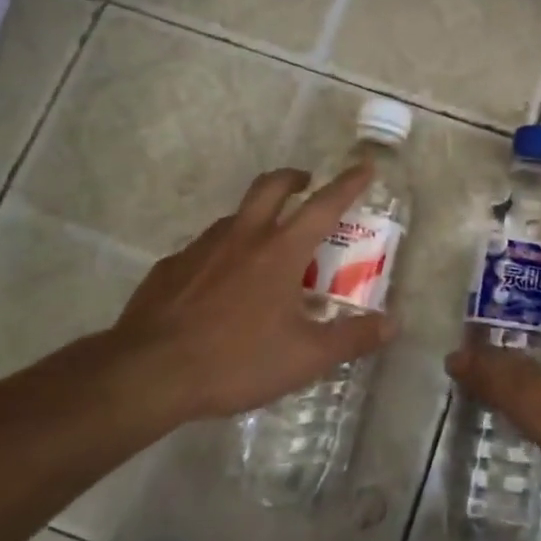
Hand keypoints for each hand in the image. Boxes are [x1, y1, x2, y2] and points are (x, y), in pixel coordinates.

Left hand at [90, 166, 396, 427]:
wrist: (149, 372)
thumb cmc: (236, 360)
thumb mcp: (305, 358)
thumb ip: (352, 339)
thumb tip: (392, 324)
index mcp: (280, 251)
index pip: (324, 206)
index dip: (348, 184)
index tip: (363, 168)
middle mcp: (242, 237)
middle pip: (271, 186)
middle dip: (294, 178)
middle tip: (306, 184)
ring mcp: (201, 248)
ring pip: (236, 216)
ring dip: (257, 216)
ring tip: (265, 244)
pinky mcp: (171, 267)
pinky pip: (204, 249)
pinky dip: (222, 253)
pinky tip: (219, 285)